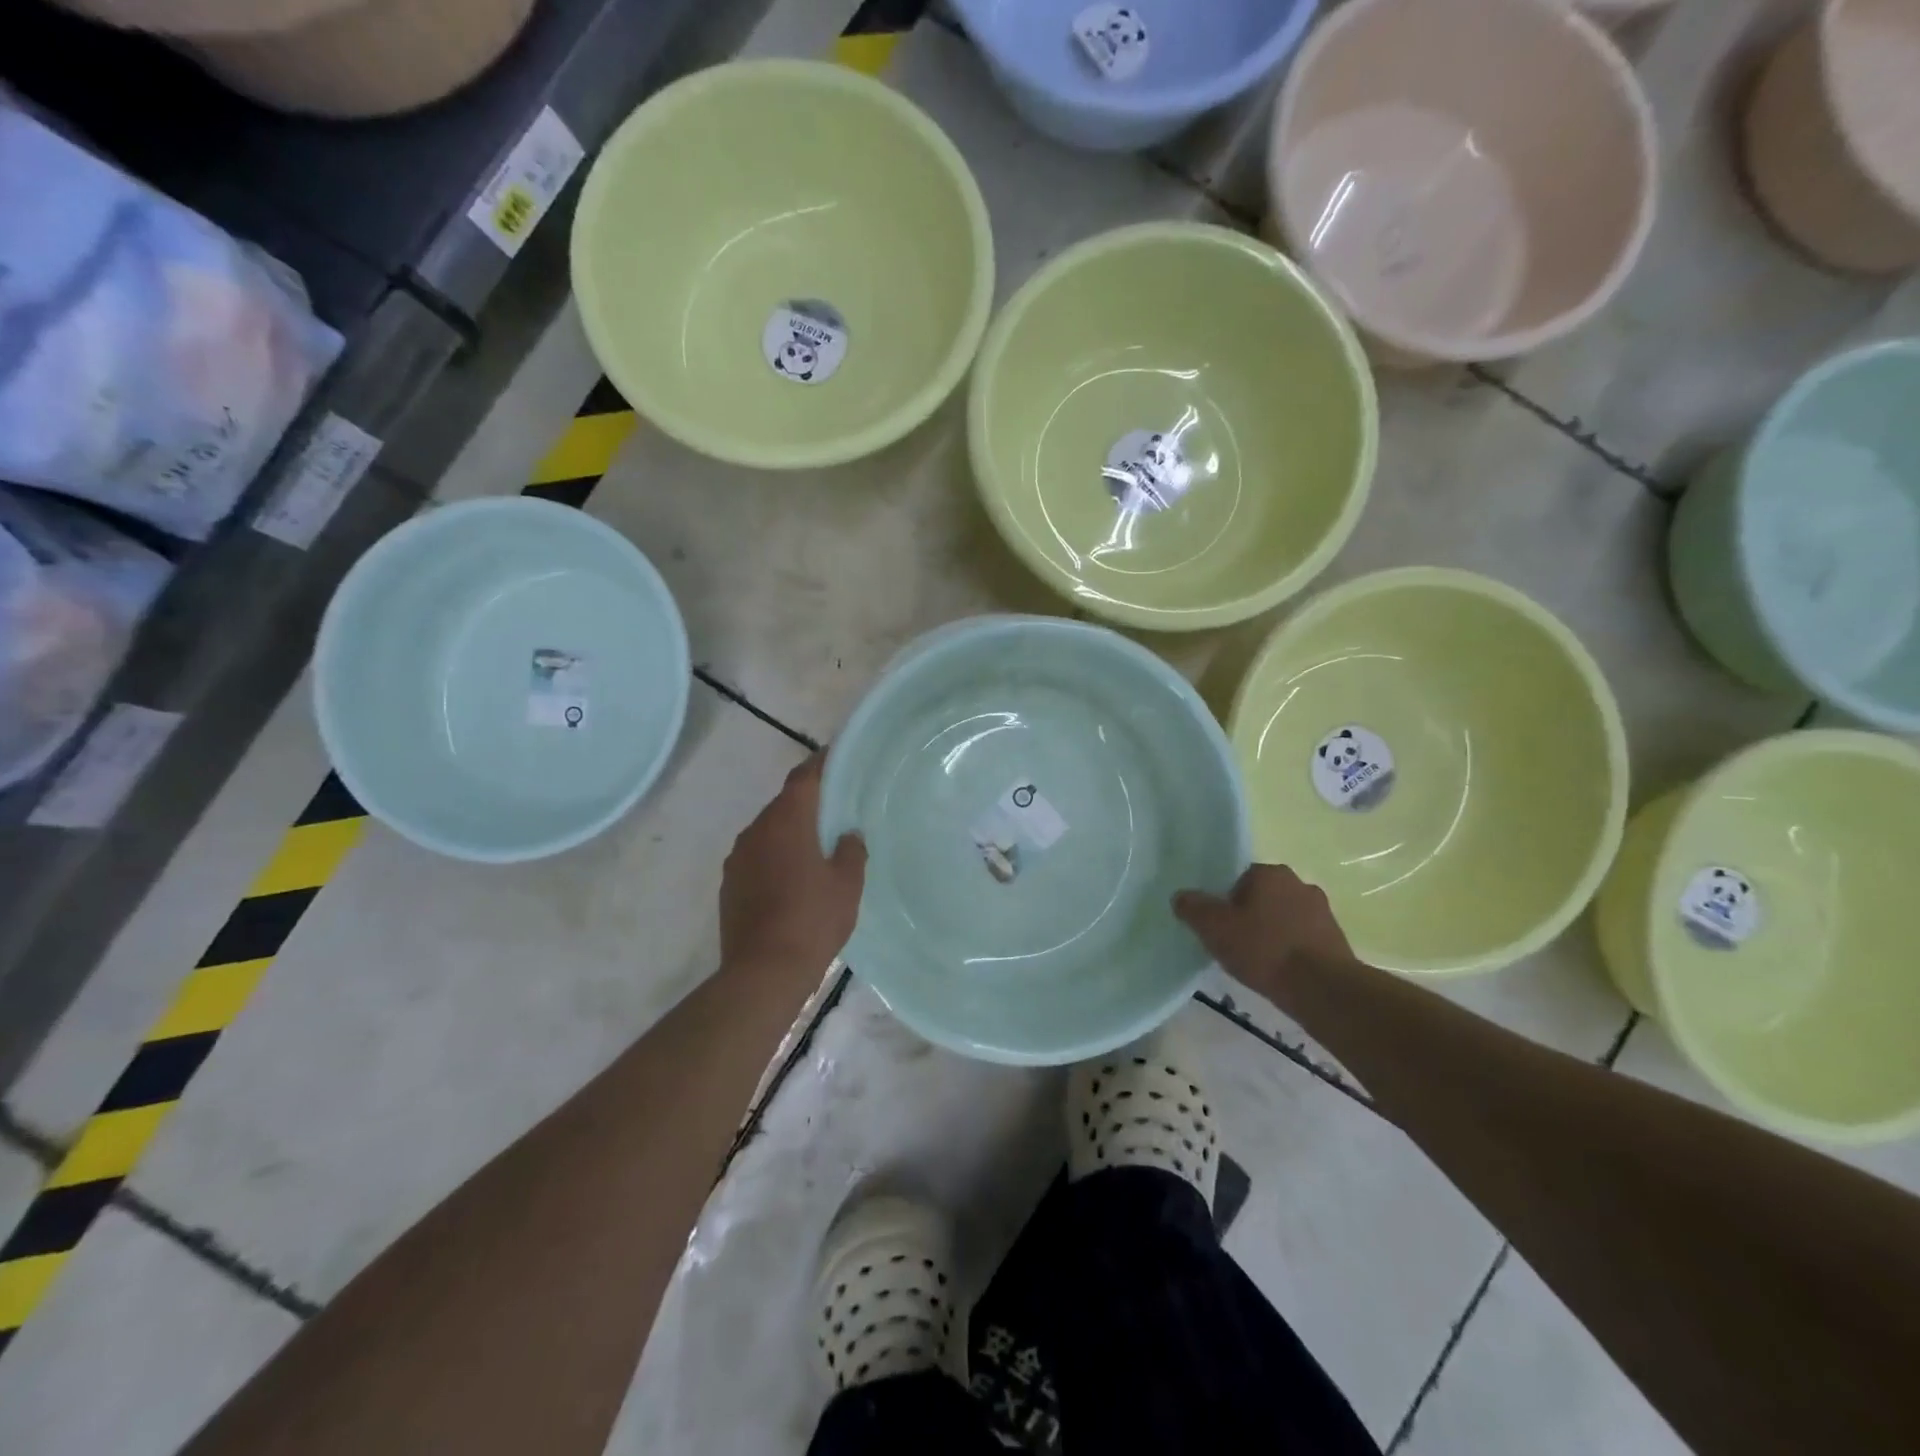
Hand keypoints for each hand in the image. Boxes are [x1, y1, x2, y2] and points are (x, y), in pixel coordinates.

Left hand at [720, 754, 865, 983]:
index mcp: (787, 821)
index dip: (820, 764)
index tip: (834, 756)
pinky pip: (756, 857)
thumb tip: (848, 834)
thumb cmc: (813, 920)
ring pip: (768, 832)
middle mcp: (756, 830)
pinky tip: (791, 880)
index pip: (803, 778)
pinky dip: (774, 857)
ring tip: (815, 849)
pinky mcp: (729, 884)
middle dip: (807, 804)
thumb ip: (851, 850)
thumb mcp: (847, 884)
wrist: (763, 971)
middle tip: (834, 811)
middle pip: (784, 804)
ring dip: (789, 833)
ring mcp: (737, 858)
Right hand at [1174, 864, 1356, 998]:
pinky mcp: (1337, 939)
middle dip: (1250, 916)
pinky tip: (1281, 972)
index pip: (1238, 879)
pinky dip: (1291, 951)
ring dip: (1272, 934)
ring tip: (1259, 962)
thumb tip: (1181, 897)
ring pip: (1284, 918)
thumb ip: (1192, 907)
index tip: (1220, 927)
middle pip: (1263, 897)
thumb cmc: (1263, 949)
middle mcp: (1299, 883)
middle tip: (1235, 944)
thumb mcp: (1213, 927)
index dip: (1225, 902)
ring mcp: (1322, 911)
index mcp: (1270, 873)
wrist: (1322, 988)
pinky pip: (1303, 939)